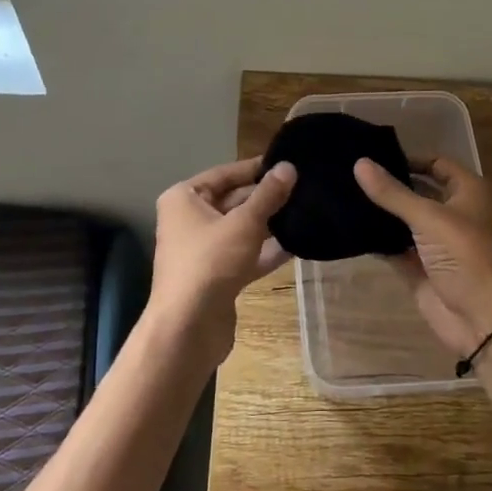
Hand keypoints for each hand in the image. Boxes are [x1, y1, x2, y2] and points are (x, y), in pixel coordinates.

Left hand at [149, 156, 296, 355]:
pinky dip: (267, 250)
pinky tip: (297, 245)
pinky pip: (245, 255)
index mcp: (184, 199)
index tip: (289, 162)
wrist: (189, 328)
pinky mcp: (217, 276)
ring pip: (241, 229)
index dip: (257, 168)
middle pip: (234, 200)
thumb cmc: (210, 262)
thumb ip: (268, 195)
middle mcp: (189, 220)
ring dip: (270, 224)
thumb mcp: (244, 223)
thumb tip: (288, 167)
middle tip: (305, 188)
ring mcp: (203, 250)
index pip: (225, 174)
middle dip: (266, 197)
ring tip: (307, 212)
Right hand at [354, 156, 491, 358]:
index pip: (436, 164)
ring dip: (379, 211)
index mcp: (467, 192)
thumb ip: (392, 193)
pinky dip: (375, 238)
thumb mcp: (428, 218)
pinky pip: (392, 245)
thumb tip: (359, 163)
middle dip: (389, 184)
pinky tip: (348, 226)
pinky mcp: (417, 265)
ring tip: (342, 195)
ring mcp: (433, 241)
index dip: (409, 158)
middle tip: (349, 173)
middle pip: (416, 191)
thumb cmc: (464, 255)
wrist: (479, 318)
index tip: (374, 155)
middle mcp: (451, 212)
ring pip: (402, 219)